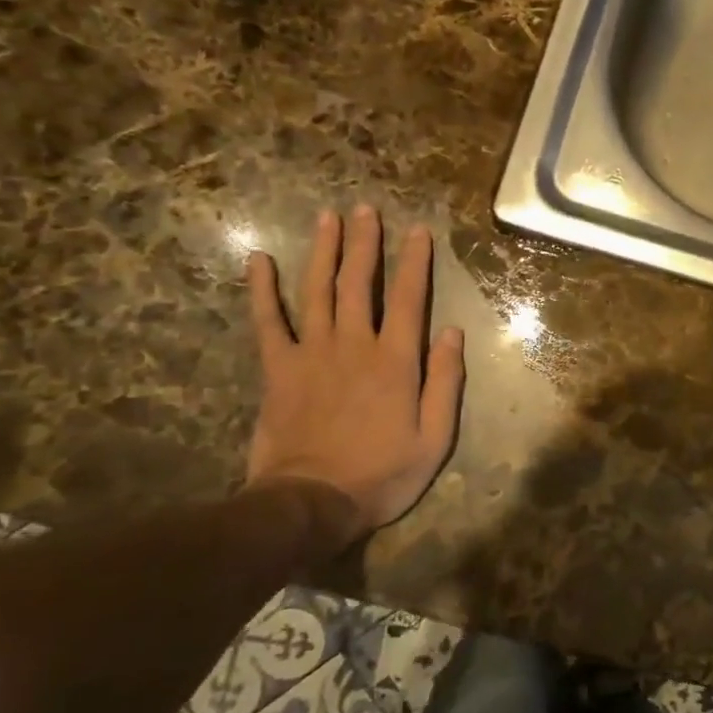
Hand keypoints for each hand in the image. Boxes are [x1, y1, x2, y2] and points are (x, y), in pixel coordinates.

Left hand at [246, 206, 464, 554]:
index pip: (409, 298)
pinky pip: (268, 322)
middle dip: (366, 243)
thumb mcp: (434, 438)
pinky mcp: (278, 369)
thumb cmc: (382, 474)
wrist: (312, 503)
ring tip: (328, 218)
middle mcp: (354, 345)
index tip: (419, 231)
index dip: (415, 262)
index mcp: (395, 361)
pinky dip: (262, 290)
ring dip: (324, 251)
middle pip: (359, 283)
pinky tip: (259, 260)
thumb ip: (444, 382)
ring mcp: (312, 353)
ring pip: (318, 290)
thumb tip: (453, 332)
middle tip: (366, 209)